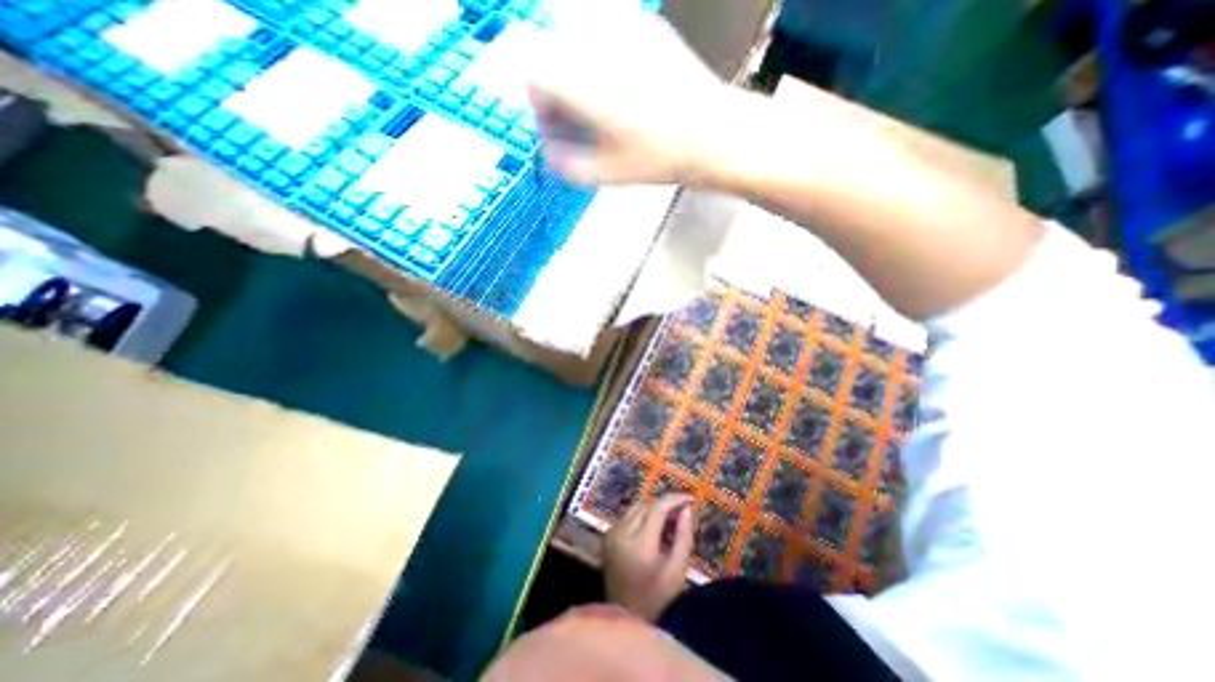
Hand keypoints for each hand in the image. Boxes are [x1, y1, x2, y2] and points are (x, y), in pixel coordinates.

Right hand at [524, 5, 729, 185]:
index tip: (555, 125)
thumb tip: (548, 152)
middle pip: (550, 53)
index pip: (533, 74)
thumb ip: (568, 165)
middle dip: (554, 88)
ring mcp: (622, 25)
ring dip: (573, 71)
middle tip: (575, 119)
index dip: (539, 104)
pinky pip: (600, 31)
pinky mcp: (642, 22)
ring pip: (572, 38)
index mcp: (586, 83)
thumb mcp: (609, 173)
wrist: (713, 133)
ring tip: (597, 104)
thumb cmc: (661, 157)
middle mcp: (598, 44)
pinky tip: (619, 86)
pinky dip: (597, 57)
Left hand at [604, 492, 697, 619]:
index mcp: (639, 543)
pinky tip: (655, 525)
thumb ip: (683, 537)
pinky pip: (628, 516)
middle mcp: (621, 532)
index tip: (690, 498)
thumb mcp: (677, 571)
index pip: (657, 508)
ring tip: (670, 516)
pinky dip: (643, 515)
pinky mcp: (607, 536)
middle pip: (645, 504)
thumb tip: (686, 509)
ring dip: (653, 507)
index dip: (674, 499)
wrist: (625, 617)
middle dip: (665, 503)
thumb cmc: (657, 598)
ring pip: (635, 507)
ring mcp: (611, 533)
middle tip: (682, 509)